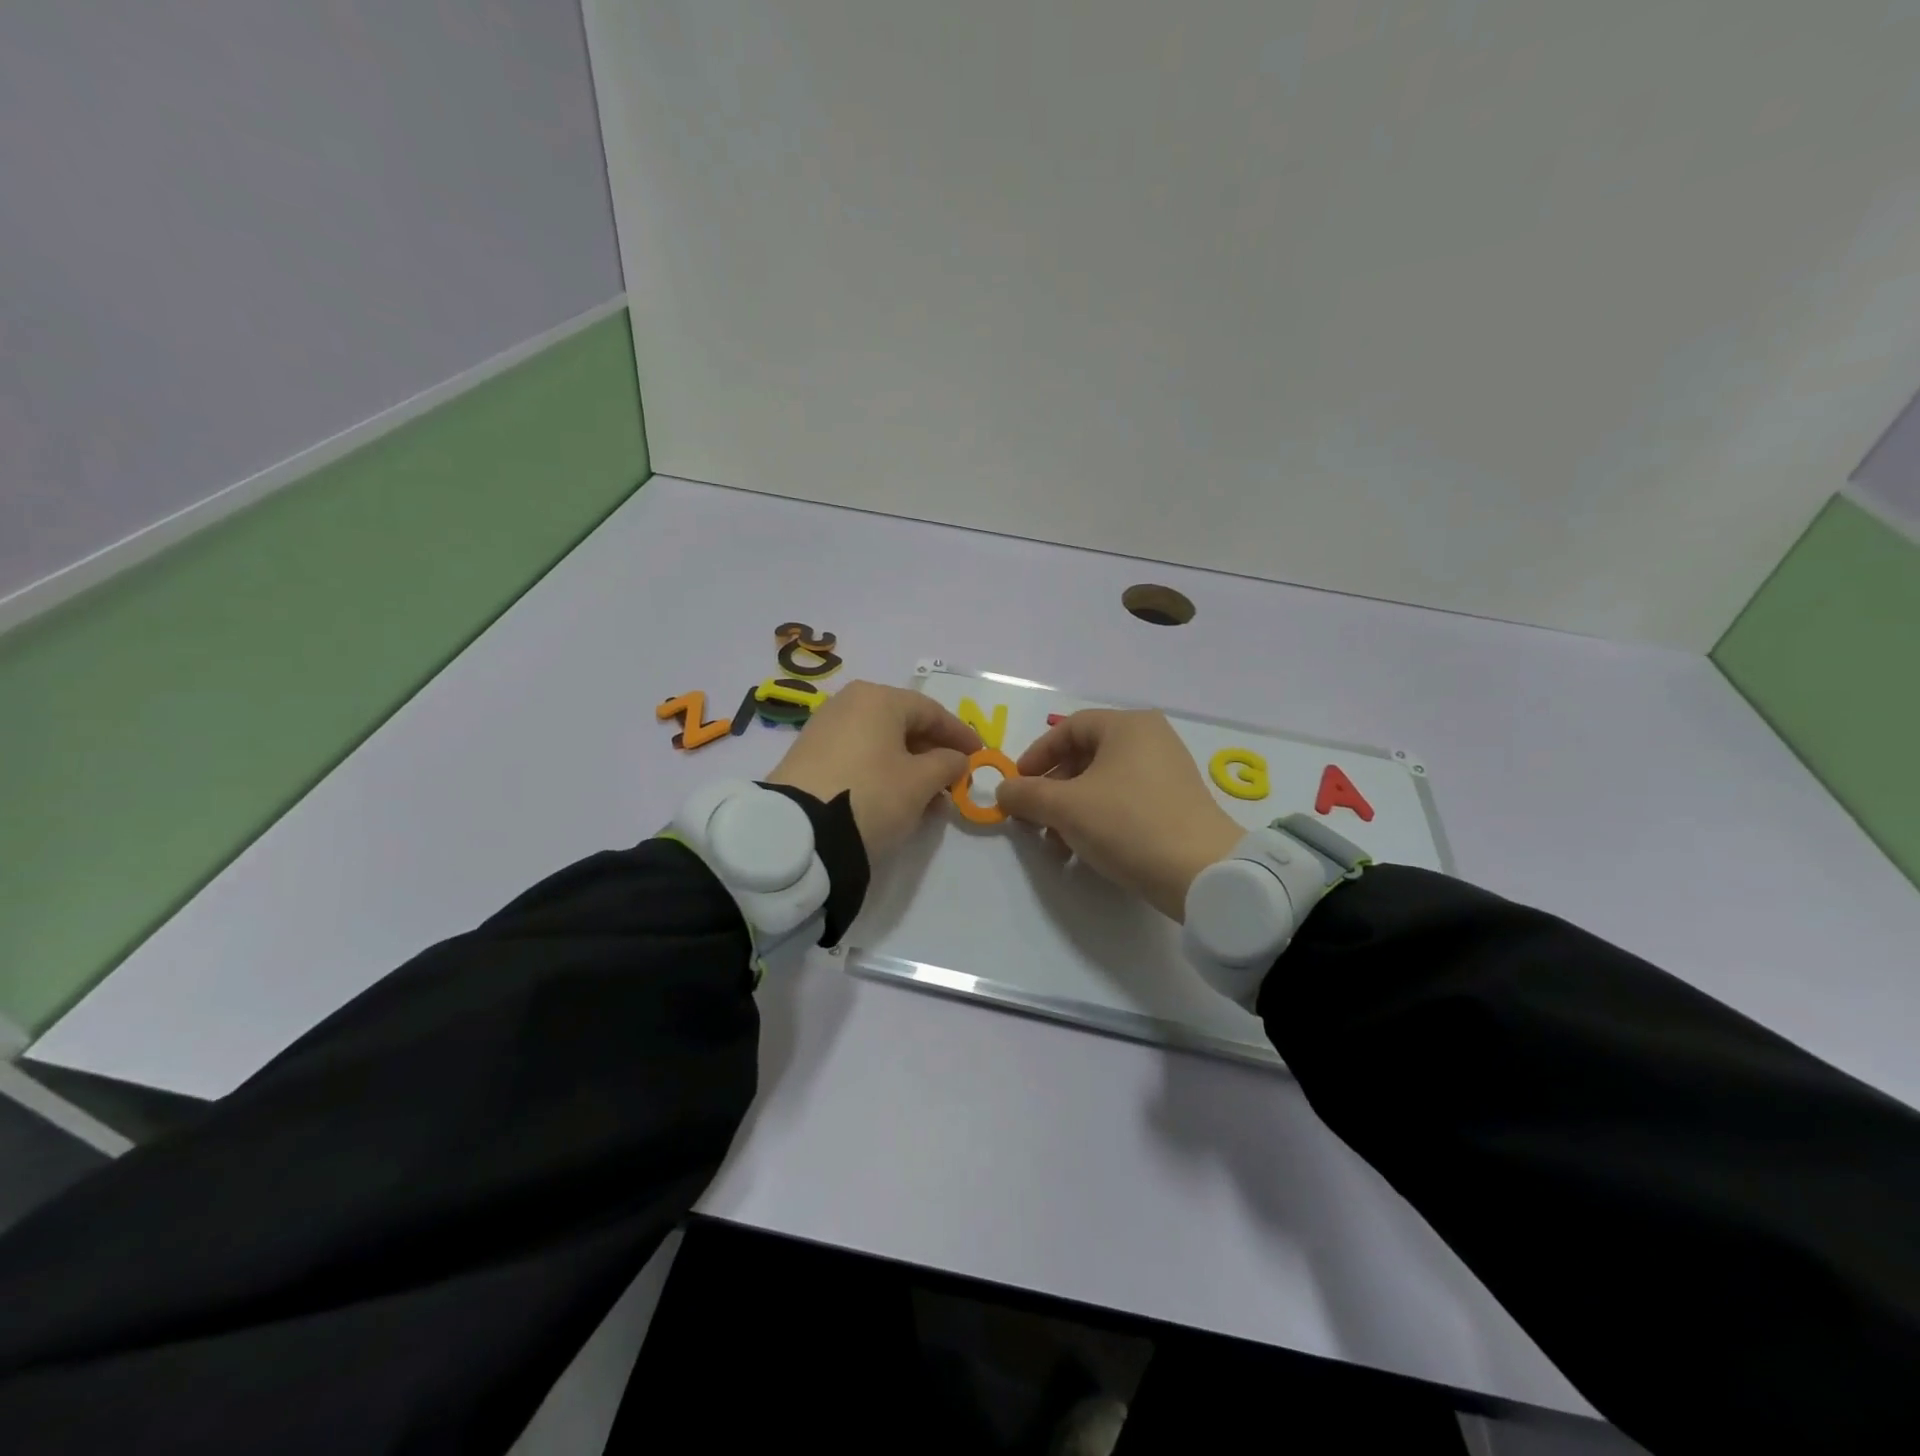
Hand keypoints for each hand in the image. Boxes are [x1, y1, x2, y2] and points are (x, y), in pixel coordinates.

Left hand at [766, 681, 981, 858]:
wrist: (800, 831)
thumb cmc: (871, 795)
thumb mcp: (920, 782)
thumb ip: (947, 764)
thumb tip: (955, 758)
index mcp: (879, 699)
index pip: (931, 711)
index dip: (959, 734)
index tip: (980, 755)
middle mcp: (849, 703)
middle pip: (904, 724)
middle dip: (933, 751)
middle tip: (954, 779)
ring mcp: (825, 728)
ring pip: (881, 741)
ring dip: (909, 765)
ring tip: (928, 795)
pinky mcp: (808, 755)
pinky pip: (859, 755)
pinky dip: (882, 771)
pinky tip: (896, 797)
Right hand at [995, 710, 1242, 921]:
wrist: (1202, 873)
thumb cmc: (1128, 824)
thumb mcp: (1066, 808)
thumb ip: (1026, 794)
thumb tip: (1003, 791)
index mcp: (1128, 726)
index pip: (1069, 728)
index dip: (1036, 755)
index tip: (1017, 785)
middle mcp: (1151, 739)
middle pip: (1085, 756)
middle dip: (1052, 790)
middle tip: (1033, 820)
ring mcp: (1168, 771)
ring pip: (1103, 783)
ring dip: (1071, 811)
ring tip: (1056, 846)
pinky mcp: (1176, 803)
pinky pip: (1125, 800)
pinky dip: (1098, 819)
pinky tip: (1085, 852)